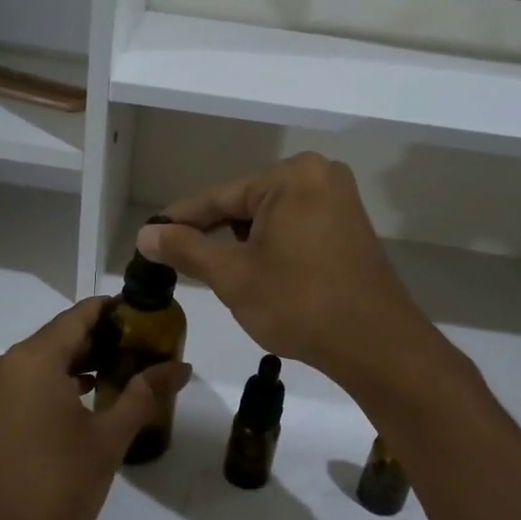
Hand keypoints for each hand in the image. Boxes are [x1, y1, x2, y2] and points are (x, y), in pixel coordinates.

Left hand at [0, 298, 190, 519]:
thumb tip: (180, 366)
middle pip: (57, 338)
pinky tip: (82, 404)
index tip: (146, 315)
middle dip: (100, 342)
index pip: (78, 316)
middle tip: (142, 350)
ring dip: (76, 366)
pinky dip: (52, 387)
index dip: (113, 311)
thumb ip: (143, 395)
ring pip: (38, 364)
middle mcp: (1, 365)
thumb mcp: (107, 441)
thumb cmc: (53, 487)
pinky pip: (21, 386)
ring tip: (120, 376)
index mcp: (31, 360)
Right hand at [138, 153, 433, 389]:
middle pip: (246, 204)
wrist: (375, 344)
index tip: (148, 235)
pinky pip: (295, 228)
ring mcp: (339, 201)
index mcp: (290, 176)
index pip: (219, 196)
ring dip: (242, 244)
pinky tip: (257, 274)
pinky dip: (271, 248)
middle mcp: (319, 176)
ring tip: (217, 274)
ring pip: (270, 218)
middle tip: (178, 261)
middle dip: (214, 234)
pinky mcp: (349, 227)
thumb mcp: (233, 276)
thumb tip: (146, 233)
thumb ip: (186, 249)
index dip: (180, 219)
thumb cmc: (298, 303)